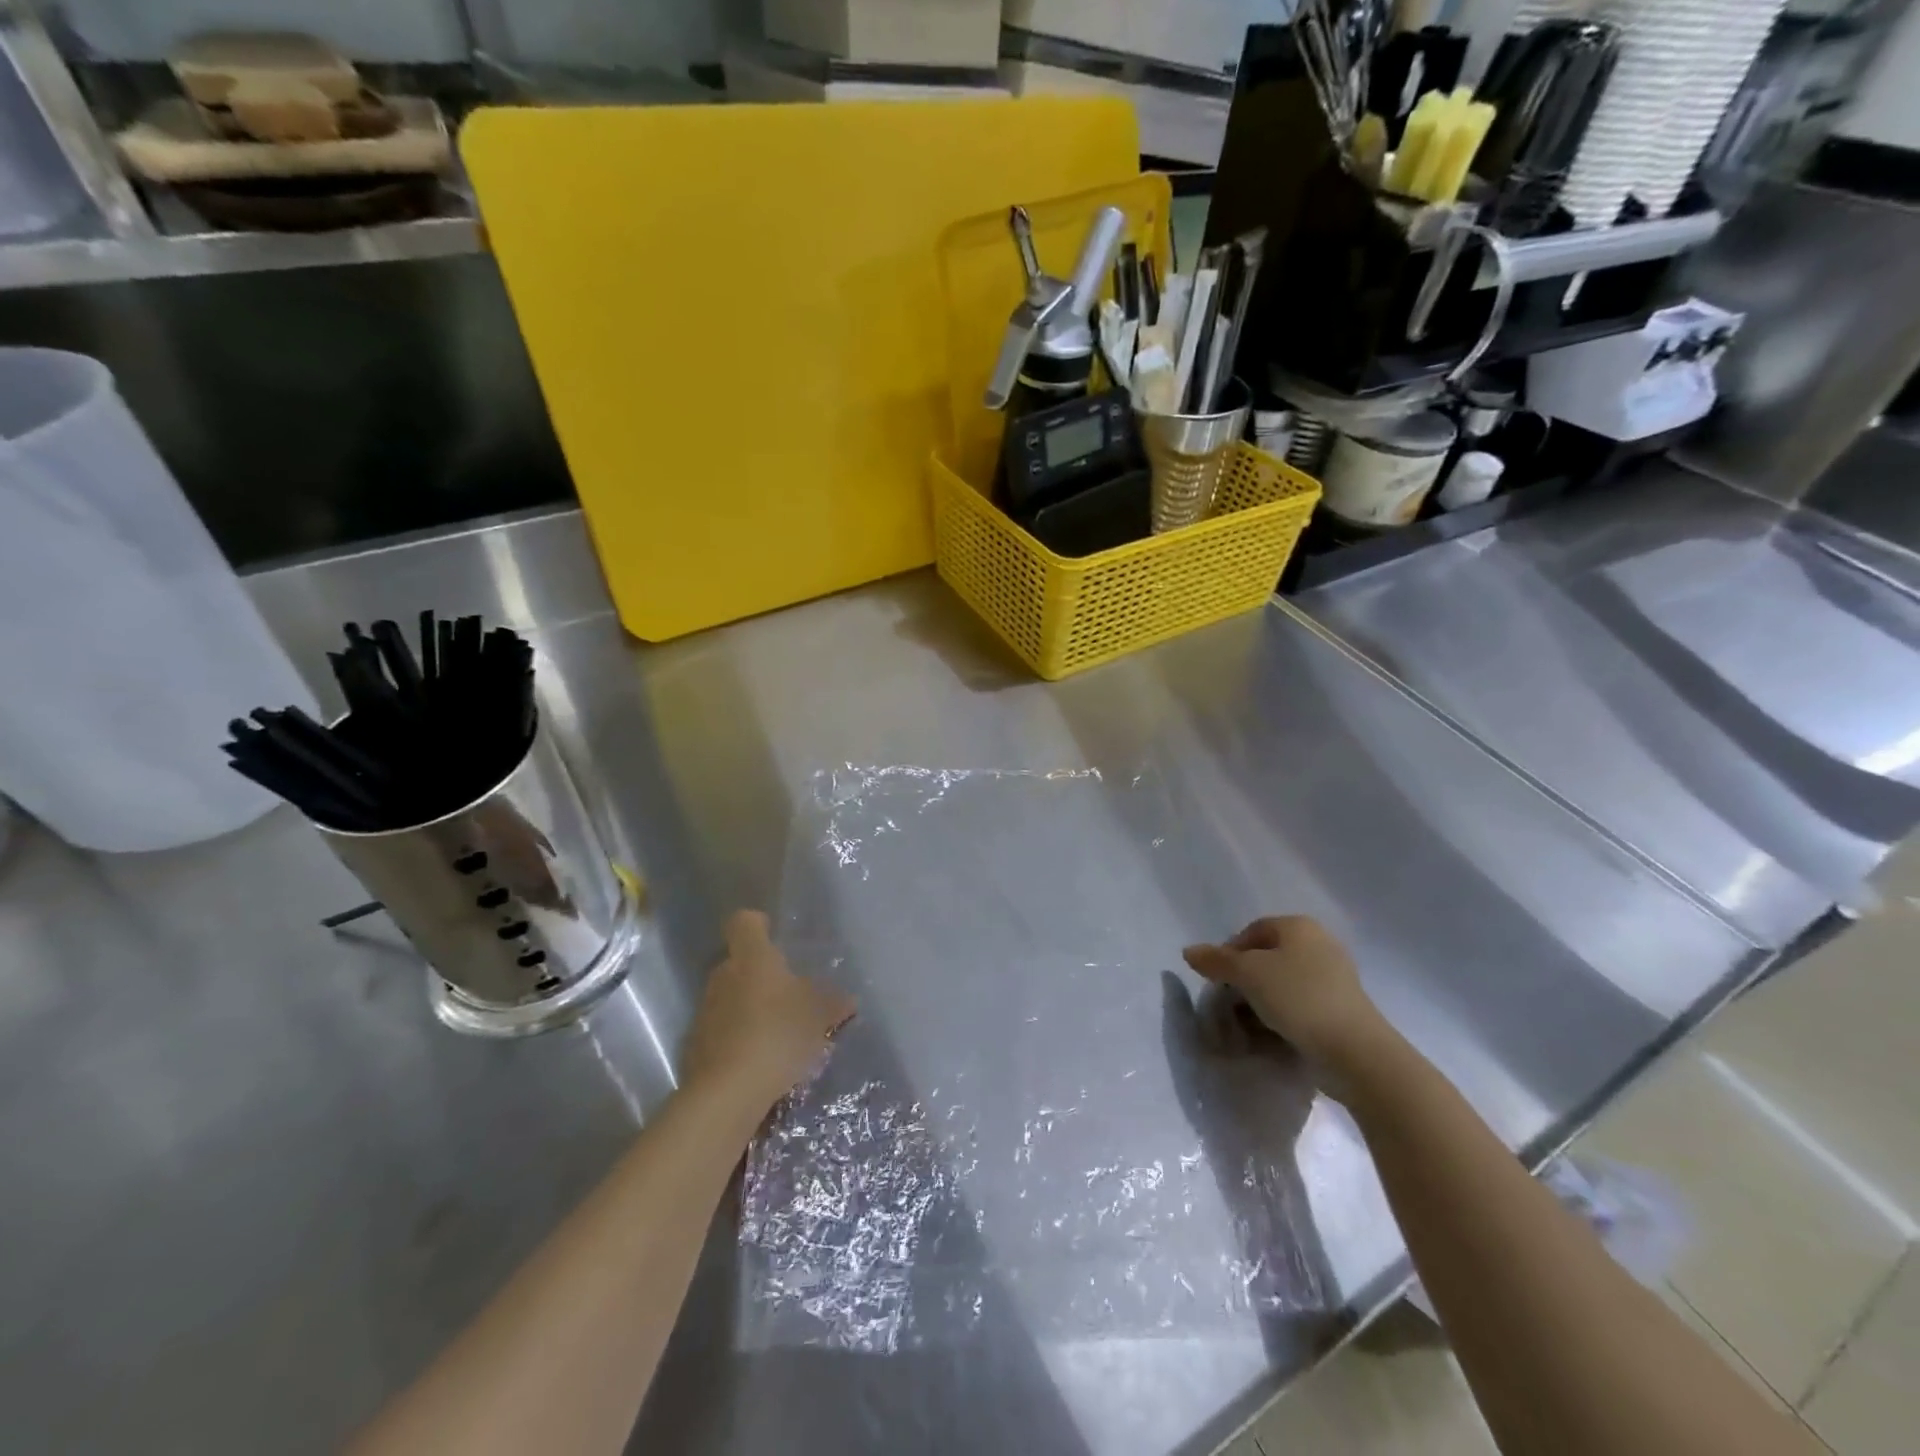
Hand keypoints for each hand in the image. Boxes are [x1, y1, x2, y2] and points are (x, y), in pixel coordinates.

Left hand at [682, 910, 855, 1111]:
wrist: (727, 1093)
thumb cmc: (777, 1034)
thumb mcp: (818, 1016)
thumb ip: (833, 1003)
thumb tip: (847, 999)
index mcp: (752, 957)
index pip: (745, 922)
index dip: (758, 925)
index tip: (773, 935)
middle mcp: (723, 976)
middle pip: (739, 963)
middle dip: (761, 976)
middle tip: (789, 996)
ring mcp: (704, 1012)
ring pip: (730, 998)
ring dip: (749, 1009)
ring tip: (778, 1033)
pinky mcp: (695, 1047)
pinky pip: (721, 1031)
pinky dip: (737, 1039)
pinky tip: (759, 1061)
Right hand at [1182, 916, 1394, 1094]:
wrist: (1354, 1052)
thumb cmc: (1298, 998)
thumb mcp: (1248, 974)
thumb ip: (1216, 961)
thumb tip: (1188, 951)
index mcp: (1299, 927)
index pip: (1251, 931)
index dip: (1228, 954)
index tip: (1217, 982)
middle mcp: (1319, 945)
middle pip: (1266, 958)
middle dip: (1243, 982)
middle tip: (1229, 1005)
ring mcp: (1333, 979)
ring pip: (1281, 985)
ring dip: (1260, 1003)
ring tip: (1248, 1026)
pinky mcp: (1340, 1010)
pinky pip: (1300, 1007)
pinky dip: (1282, 1018)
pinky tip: (1272, 1037)